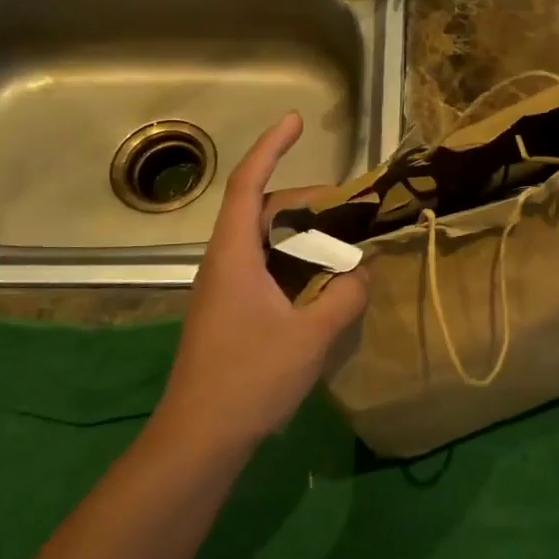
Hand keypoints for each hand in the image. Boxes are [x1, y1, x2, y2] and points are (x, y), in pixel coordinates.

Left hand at [154, 113, 367, 453]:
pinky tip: (320, 287)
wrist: (199, 438)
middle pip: (259, 212)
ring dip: (300, 236)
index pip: (247, 185)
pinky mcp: (228, 313)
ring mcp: (222, 290)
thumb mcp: (311, 337)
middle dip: (302, 200)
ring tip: (341, 245)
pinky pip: (263, 270)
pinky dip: (293, 264)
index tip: (295, 120)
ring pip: (262, 243)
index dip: (270, 148)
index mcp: (233, 256)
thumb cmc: (249, 379)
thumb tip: (360, 274)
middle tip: (347, 207)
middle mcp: (222, 264)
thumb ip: (344, 298)